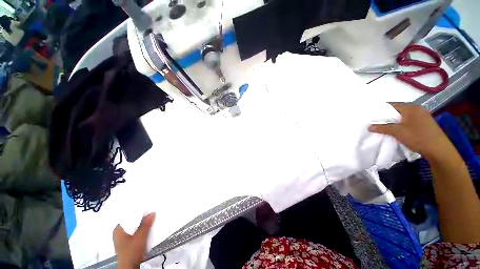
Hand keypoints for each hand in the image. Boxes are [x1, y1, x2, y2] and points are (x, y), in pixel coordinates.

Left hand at [113, 213, 155, 268]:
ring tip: (150, 222)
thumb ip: (146, 224)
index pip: (128, 216)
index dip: (138, 213)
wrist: (129, 267)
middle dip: (141, 219)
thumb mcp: (141, 237)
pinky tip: (146, 231)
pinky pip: (134, 233)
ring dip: (142, 226)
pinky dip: (140, 231)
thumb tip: (152, 212)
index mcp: (118, 229)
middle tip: (151, 215)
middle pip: (131, 222)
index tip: (148, 210)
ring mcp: (122, 239)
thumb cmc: (132, 251)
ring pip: (133, 228)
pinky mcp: (126, 244)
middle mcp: (118, 233)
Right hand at [368, 103, 452, 160]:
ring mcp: (422, 116)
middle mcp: (417, 109)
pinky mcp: (425, 124)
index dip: (380, 110)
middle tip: (375, 122)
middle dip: (386, 117)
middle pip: (397, 111)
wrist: (438, 150)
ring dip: (394, 122)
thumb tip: (369, 127)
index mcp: (411, 108)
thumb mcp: (397, 132)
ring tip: (384, 127)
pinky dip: (401, 125)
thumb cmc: (417, 137)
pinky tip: (397, 130)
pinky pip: (409, 121)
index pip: (391, 105)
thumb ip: (382, 128)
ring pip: (403, 117)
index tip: (371, 115)